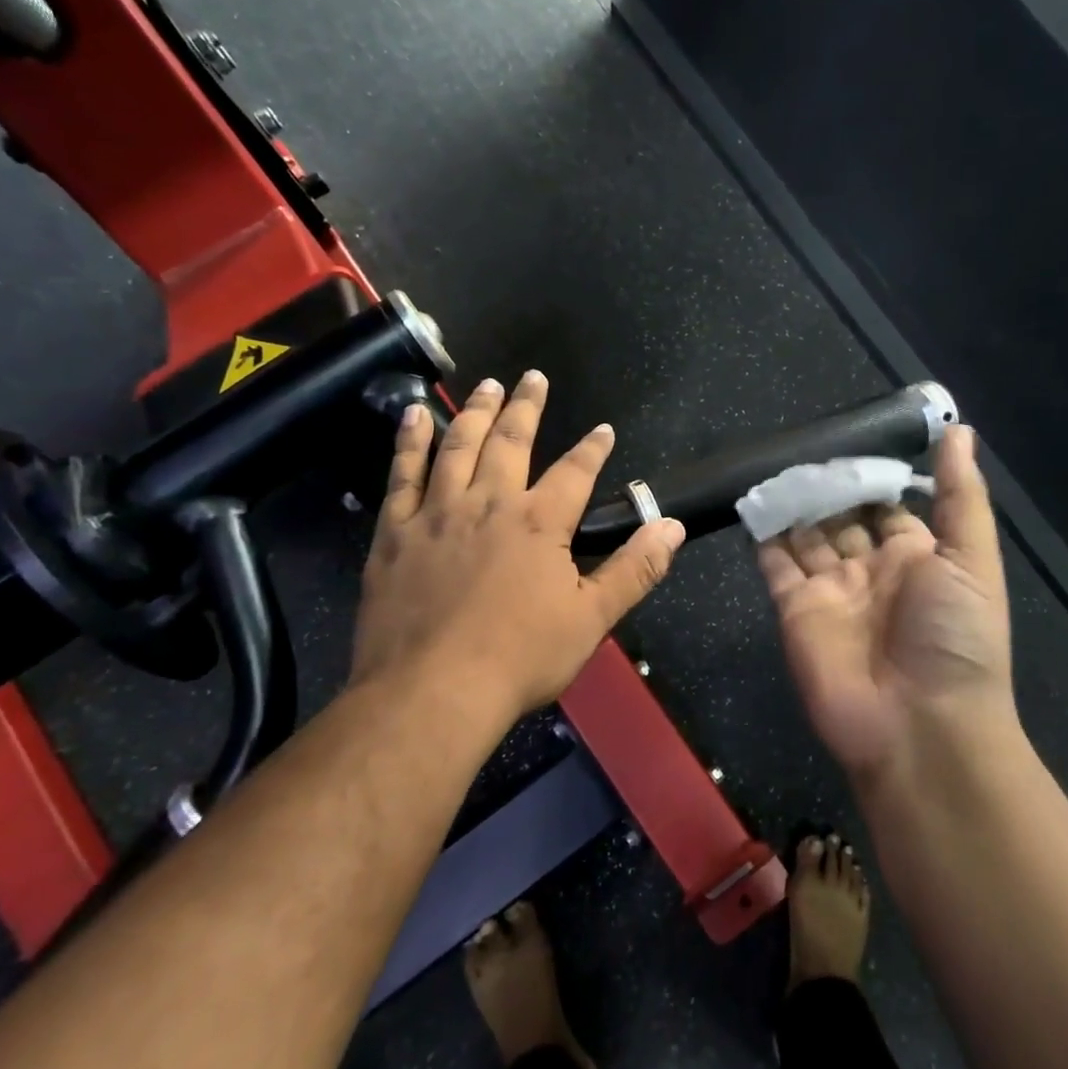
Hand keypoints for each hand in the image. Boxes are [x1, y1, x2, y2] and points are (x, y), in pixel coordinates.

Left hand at [349, 372, 684, 735]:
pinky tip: (414, 417)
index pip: (575, 471)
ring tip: (487, 386)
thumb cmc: (519, 658)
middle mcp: (489, 503)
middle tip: (532, 377)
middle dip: (527, 407)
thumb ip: (634, 569)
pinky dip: (410, 442)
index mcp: (540, 522)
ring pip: (458, 446)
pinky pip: (402, 475)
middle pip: (512, 441)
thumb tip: (671, 526)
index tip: (603, 429)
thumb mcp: (591, 619)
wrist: (432, 691)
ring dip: (475, 411)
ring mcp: (437, 513)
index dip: (593, 448)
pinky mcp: (396, 532)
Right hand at [757, 426, 1014, 784]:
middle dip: (826, 485)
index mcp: (916, 557)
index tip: (849, 436)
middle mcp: (871, 570)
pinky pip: (775, 564)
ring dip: (793, 503)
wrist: (919, 726)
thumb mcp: (972, 559)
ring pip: (805, 535)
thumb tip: (960, 430)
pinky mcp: (794, 609)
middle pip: (842, 517)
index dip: (871, 475)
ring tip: (774, 463)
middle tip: (800, 443)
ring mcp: (830, 590)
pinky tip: (754, 499)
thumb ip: (961, 495)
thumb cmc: (955, 638)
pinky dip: (764, 535)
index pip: (888, 505)